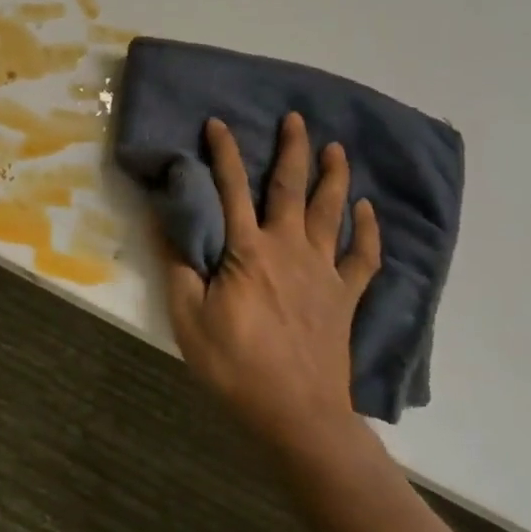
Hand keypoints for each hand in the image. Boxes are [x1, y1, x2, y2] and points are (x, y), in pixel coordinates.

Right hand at [158, 113, 381, 458]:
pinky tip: (368, 211)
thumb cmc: (235, 365)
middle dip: (292, 149)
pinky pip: (363, 256)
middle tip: (296, 118)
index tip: (218, 122)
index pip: (231, 189)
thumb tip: (162, 220)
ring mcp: (323, 272)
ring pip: (330, 212)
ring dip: (333, 177)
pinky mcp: (345, 297)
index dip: (224, 153)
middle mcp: (288, 249)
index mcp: (247, 251)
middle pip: (290, 188)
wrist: (297, 413)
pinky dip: (368, 231)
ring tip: (335, 147)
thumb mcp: (188, 317)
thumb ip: (178, 265)